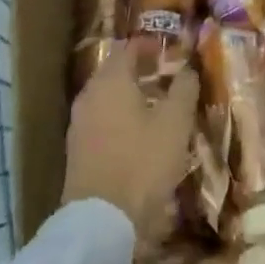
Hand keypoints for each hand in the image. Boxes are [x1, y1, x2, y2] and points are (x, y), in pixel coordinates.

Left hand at [61, 43, 198, 243]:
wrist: (102, 219)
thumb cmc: (143, 161)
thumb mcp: (175, 123)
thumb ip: (183, 89)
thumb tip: (187, 69)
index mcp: (110, 81)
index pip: (127, 48)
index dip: (148, 44)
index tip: (168, 49)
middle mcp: (89, 95)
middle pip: (113, 71)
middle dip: (138, 69)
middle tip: (165, 74)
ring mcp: (79, 123)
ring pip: (106, 97)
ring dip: (129, 94)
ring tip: (156, 104)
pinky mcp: (77, 149)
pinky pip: (100, 119)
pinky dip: (119, 116)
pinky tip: (138, 132)